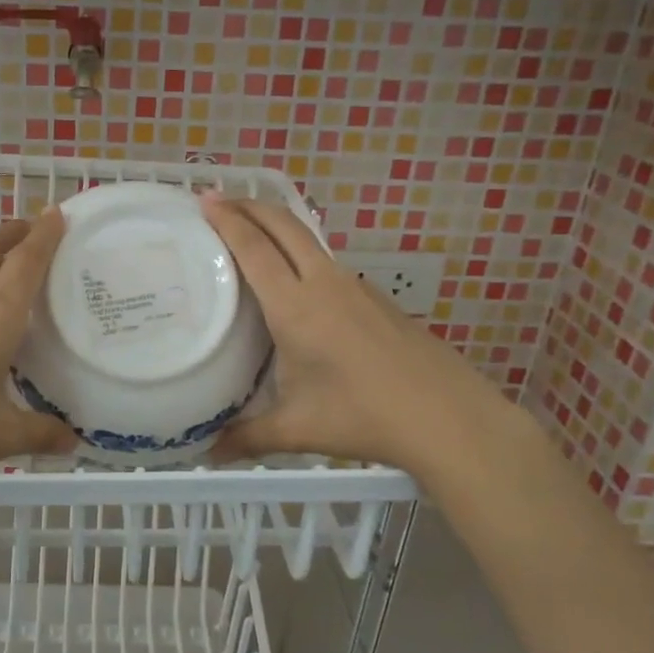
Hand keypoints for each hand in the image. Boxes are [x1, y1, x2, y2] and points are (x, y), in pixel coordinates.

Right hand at [204, 197, 512, 469]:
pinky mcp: (376, 299)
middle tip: (220, 200)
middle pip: (284, 225)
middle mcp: (325, 284)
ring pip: (309, 240)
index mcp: (296, 308)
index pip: (254, 249)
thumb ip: (247, 437)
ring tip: (252, 234)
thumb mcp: (297, 429)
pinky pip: (328, 264)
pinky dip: (301, 254)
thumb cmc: (364, 417)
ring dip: (277, 226)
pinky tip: (298, 285)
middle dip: (250, 205)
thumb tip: (208, 453)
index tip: (205, 199)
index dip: (228, 220)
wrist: (447, 417)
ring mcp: (356, 287)